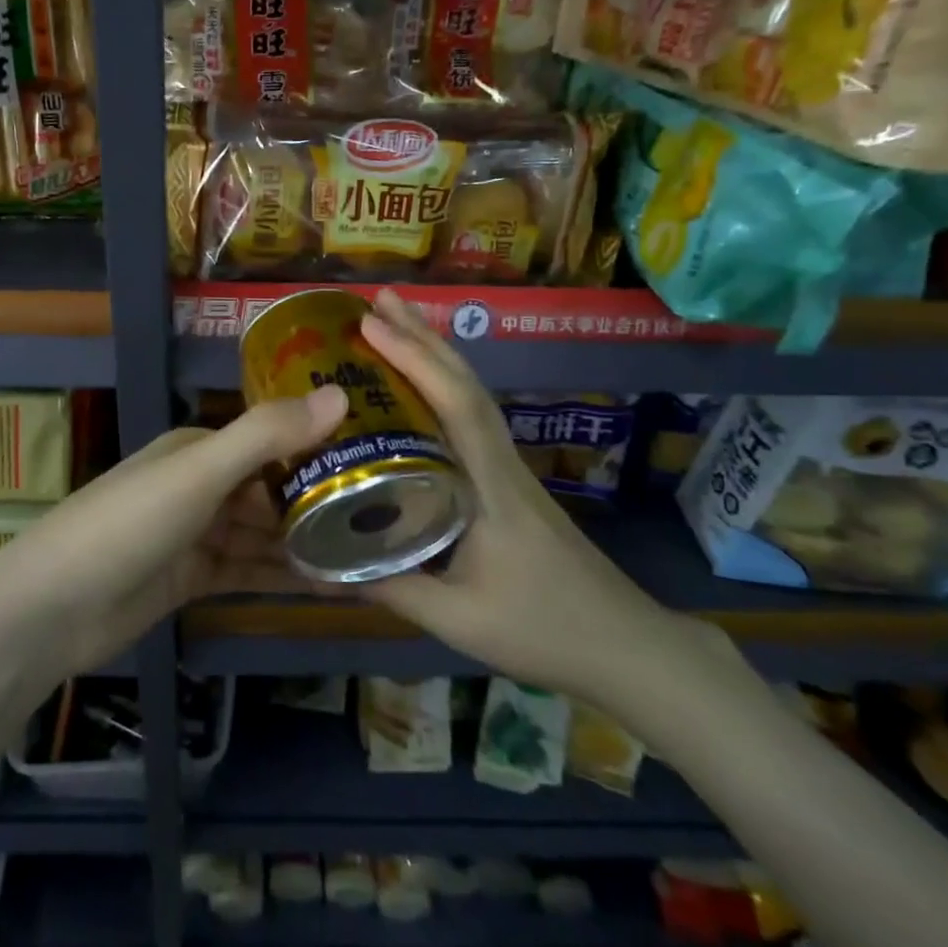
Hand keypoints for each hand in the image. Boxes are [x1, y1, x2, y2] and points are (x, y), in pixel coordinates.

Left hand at [0, 385, 349, 674]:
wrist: (52, 608)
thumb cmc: (128, 524)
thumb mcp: (199, 473)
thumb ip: (266, 434)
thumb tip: (339, 394)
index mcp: (201, 449)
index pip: (273, 440)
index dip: (322, 449)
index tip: (381, 462)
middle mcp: (202, 485)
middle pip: (272, 489)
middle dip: (322, 501)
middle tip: (391, 518)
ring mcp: (196, 534)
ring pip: (265, 534)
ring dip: (309, 543)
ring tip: (373, 556)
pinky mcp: (192, 579)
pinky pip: (250, 571)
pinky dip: (285, 576)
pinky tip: (333, 588)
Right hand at [357, 289, 693, 703]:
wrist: (626, 646)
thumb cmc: (543, 630)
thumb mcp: (458, 619)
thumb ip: (391, 587)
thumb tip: (322, 564)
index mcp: (490, 484)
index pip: (455, 405)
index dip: (415, 359)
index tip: (371, 324)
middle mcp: (501, 462)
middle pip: (466, 384)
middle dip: (423, 336)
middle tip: (380, 299)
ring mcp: (510, 469)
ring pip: (473, 395)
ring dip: (436, 354)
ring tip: (397, 322)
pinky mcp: (511, 482)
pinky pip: (473, 418)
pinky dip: (445, 385)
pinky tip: (424, 388)